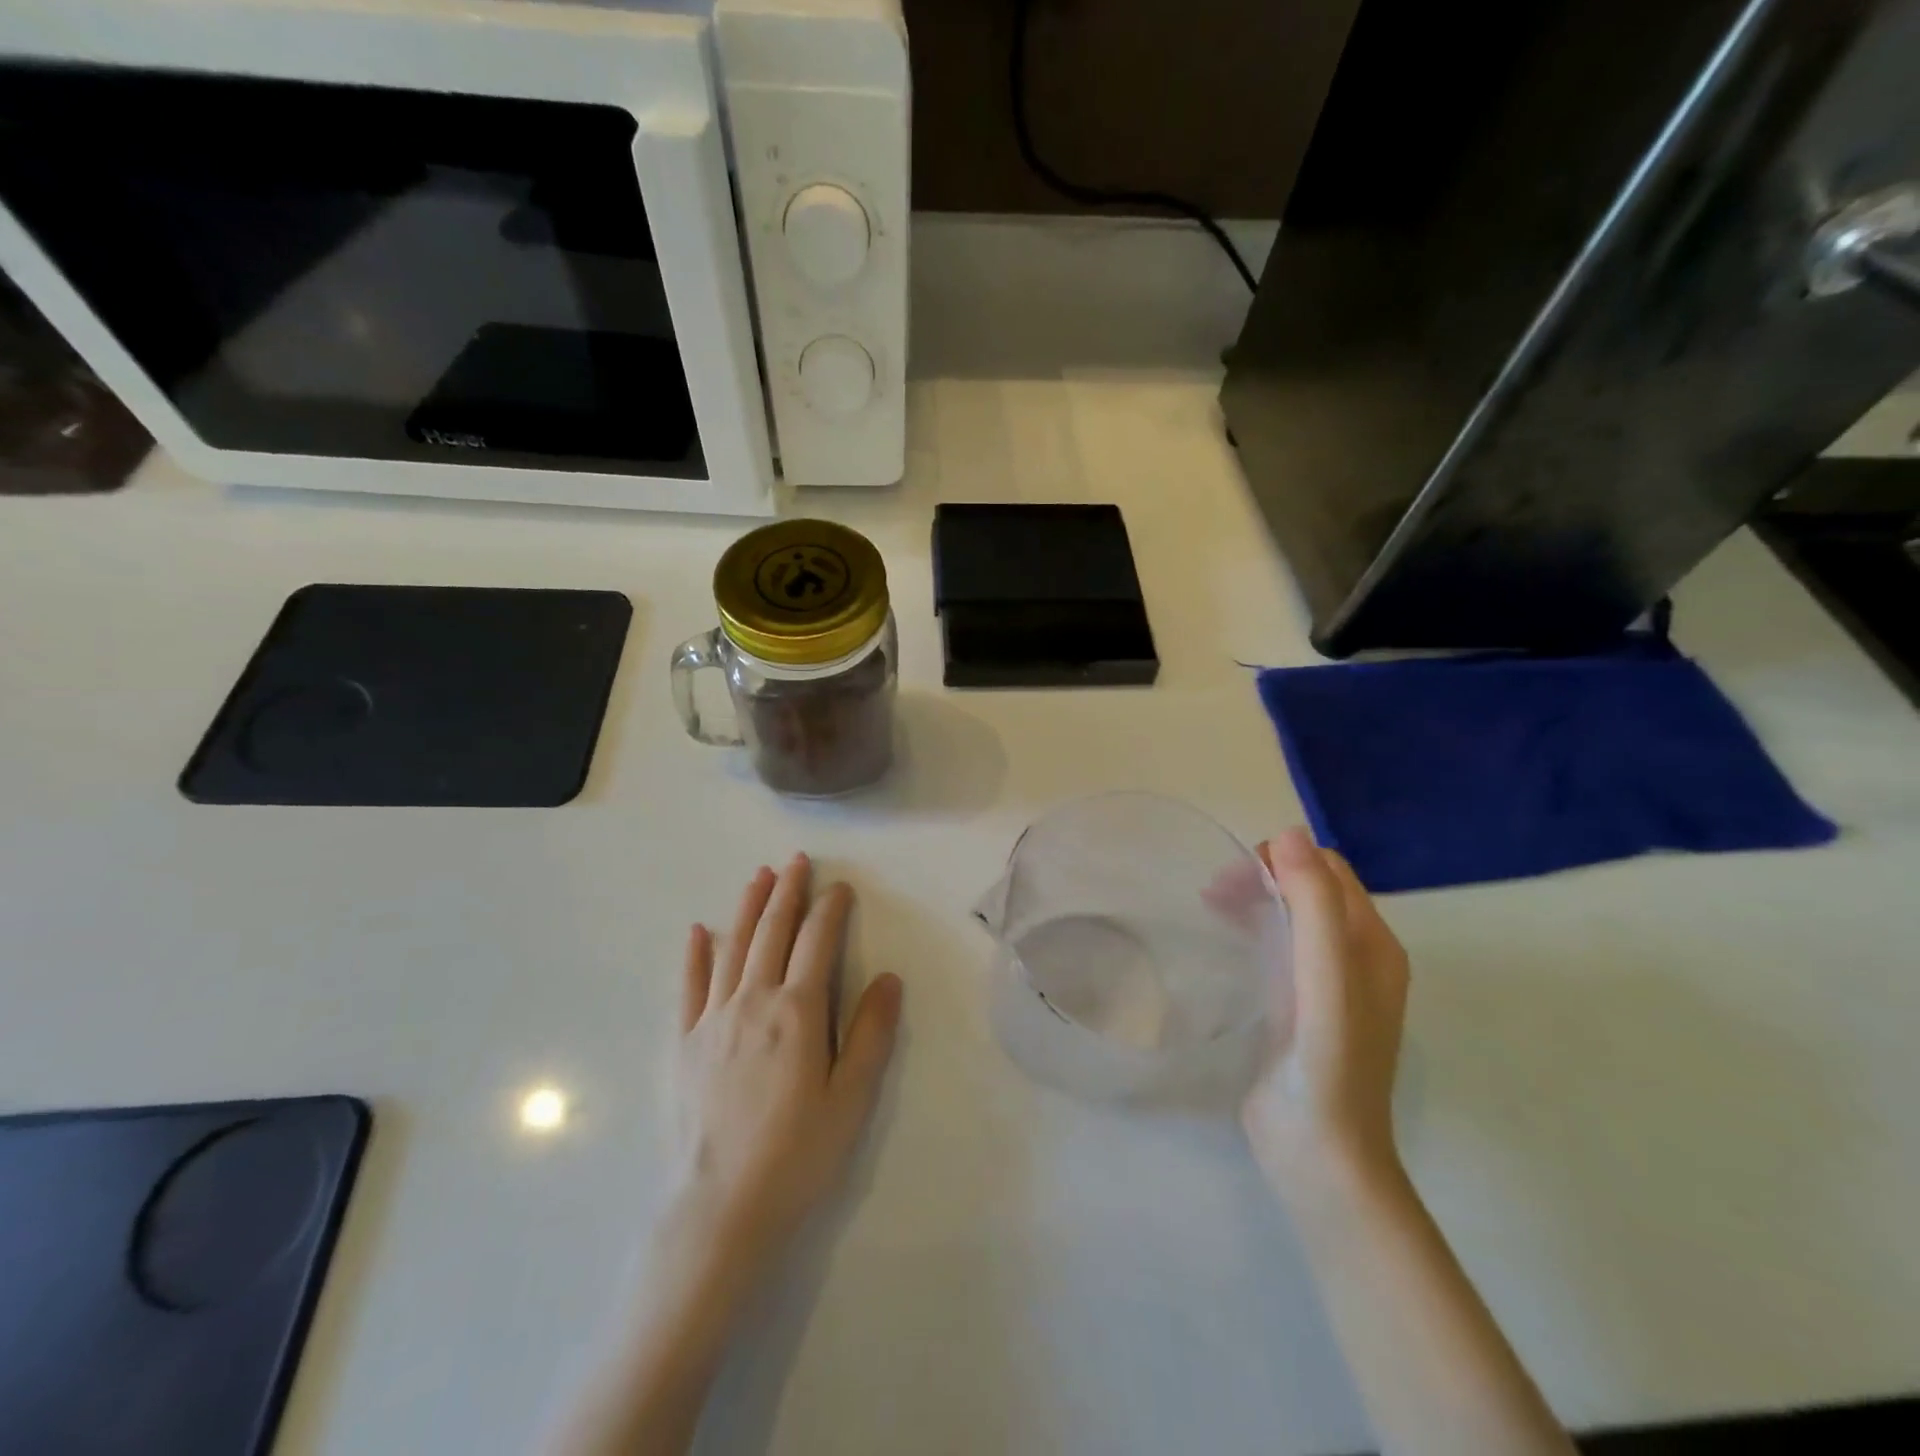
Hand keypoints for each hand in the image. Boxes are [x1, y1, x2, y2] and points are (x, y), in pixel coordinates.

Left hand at [672, 854, 902, 1288]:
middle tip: (797, 861)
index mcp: (798, 1011)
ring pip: (733, 947)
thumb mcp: (851, 1097)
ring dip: (747, 907)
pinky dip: (695, 954)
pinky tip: (698, 931)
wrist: (721, 1208)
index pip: (817, 941)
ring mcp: (713, 1019)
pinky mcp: (684, 1044)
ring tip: (758, 876)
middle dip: (787, 891)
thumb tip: (889, 978)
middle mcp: (754, 1000)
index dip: (830, 909)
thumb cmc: (798, 1154)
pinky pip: (690, 986)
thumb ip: (871, 1033)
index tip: (840, 887)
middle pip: (772, 931)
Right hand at [1241, 828, 1409, 1208]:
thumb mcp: (1325, 979)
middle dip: (1265, 876)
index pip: (1329, 871)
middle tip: (1214, 893)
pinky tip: (1226, 940)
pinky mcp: (1300, 1007)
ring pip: (1293, 915)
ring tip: (1212, 907)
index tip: (1234, 878)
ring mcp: (1329, 985)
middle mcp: (1358, 958)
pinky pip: (1279, 947)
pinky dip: (1253, 928)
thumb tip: (1289, 833)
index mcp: (1374, 945)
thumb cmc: (1326, 1065)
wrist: (1320, 1155)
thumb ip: (1314, 906)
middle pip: (1311, 888)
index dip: (1284, 860)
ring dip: (1256, 898)